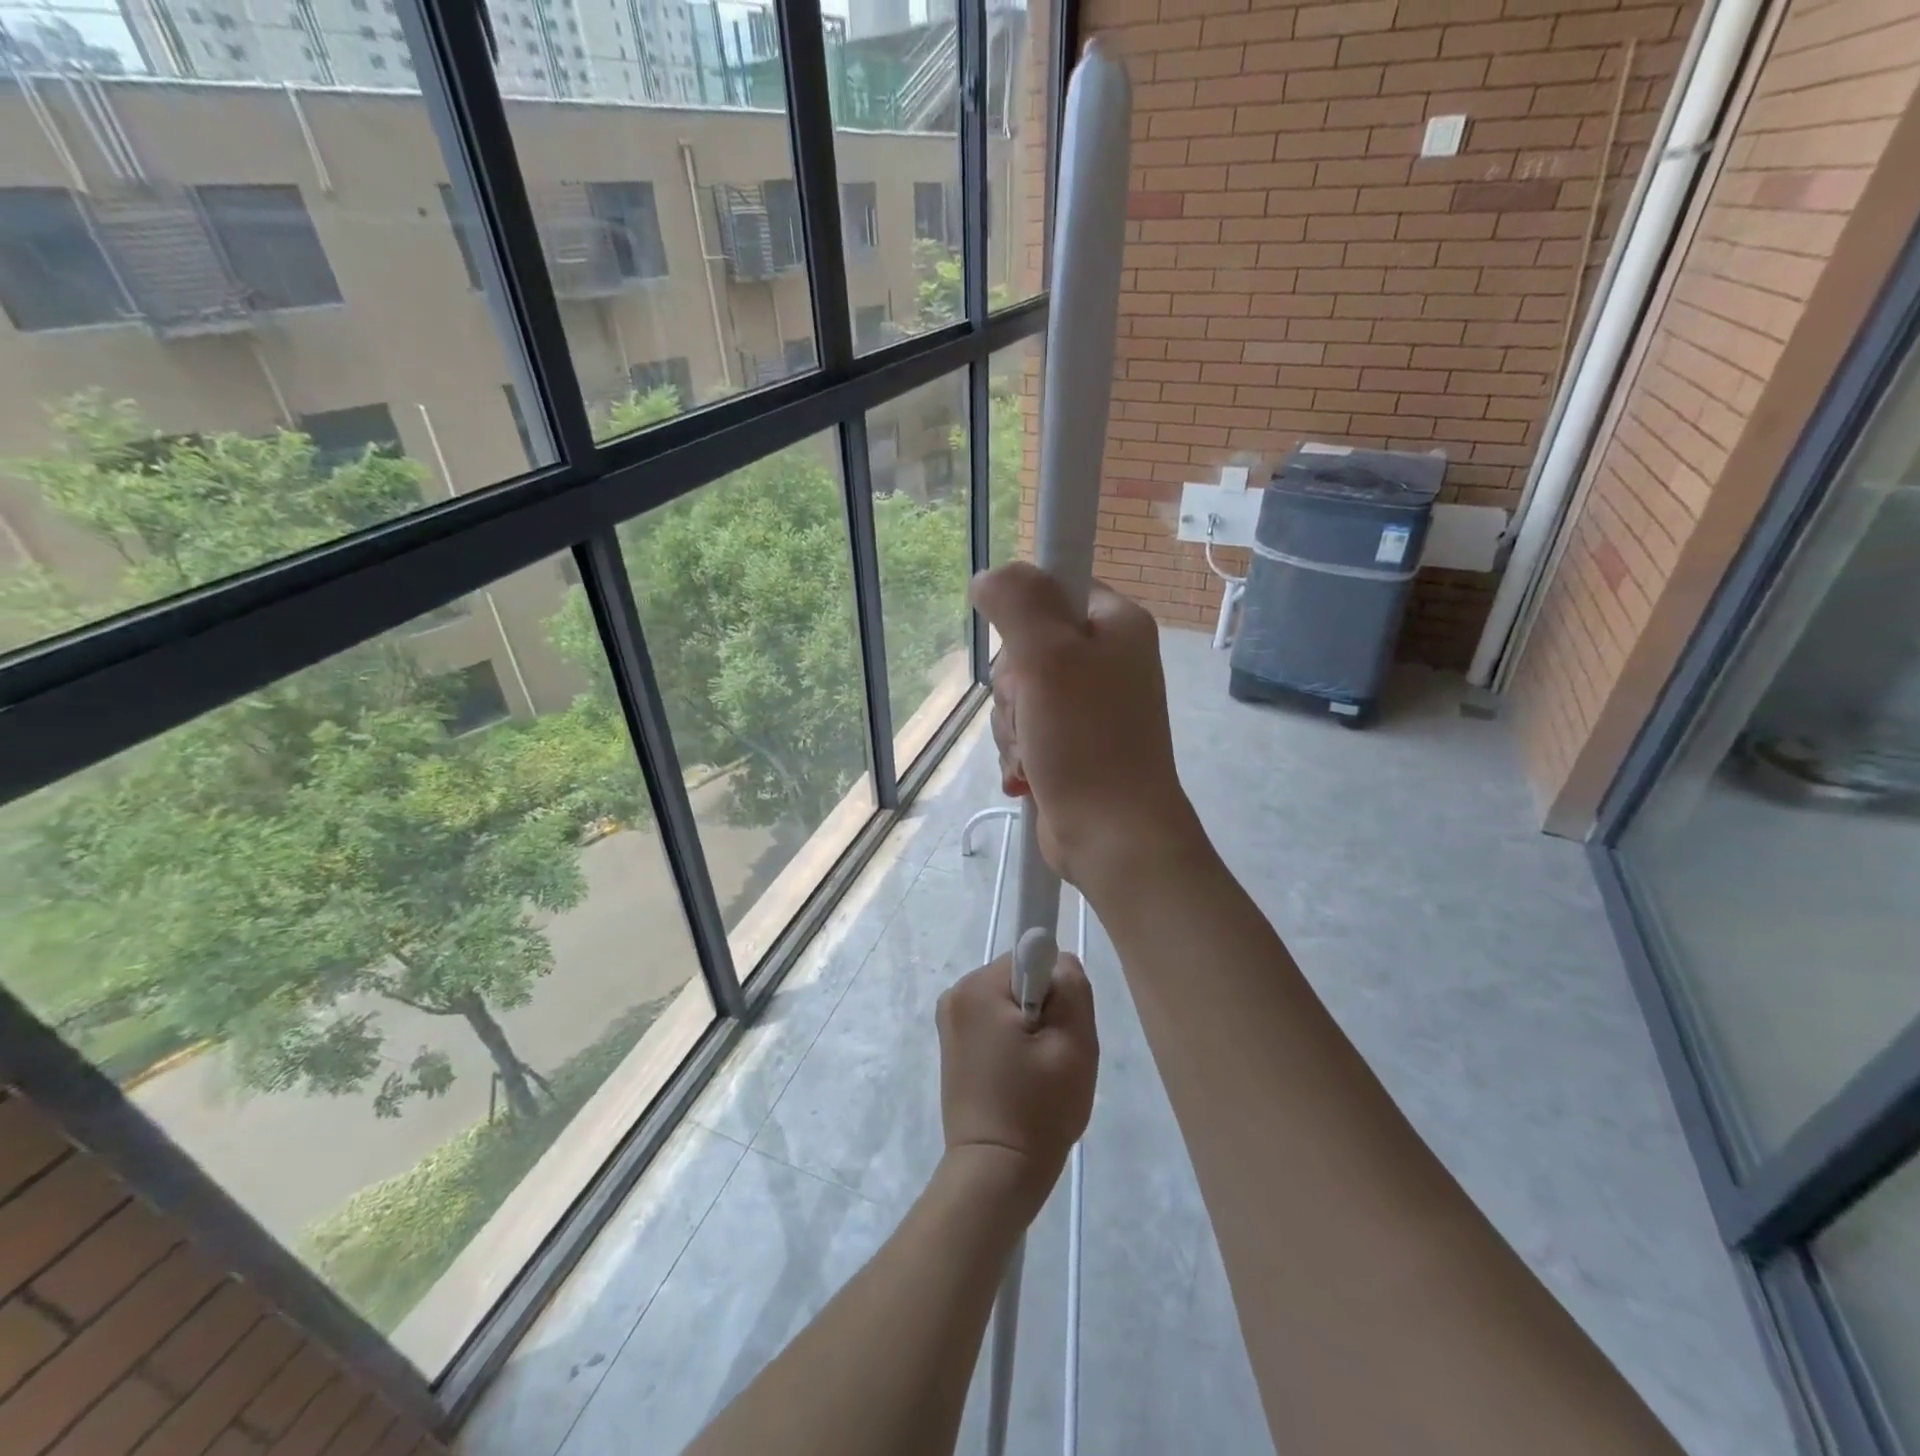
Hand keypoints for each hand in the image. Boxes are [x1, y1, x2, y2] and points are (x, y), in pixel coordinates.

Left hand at [936, 952, 1097, 1217]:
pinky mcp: (952, 1045)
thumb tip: (1059, 960)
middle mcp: (956, 994)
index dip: (1056, 992)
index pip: (1033, 958)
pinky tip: (1020, 1081)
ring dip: (1031, 1030)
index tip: (1057, 1032)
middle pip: (1020, 980)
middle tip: (1053, 1059)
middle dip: (1044, 1011)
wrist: (995, 1174)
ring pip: (1011, 1003)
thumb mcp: (1074, 1044)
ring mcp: (950, 1021)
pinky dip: (1013, 1044)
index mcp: (978, 987)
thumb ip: (1071, 986)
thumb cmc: (1038, 1109)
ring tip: (1038, 1076)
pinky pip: (995, 1024)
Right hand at [970, 562, 1203, 893]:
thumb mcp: (1048, 657)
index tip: (1024, 653)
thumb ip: (1017, 602)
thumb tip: (988, 577)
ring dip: (1012, 727)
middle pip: (1026, 647)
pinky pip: (1025, 731)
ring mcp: (1090, 707)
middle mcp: (1107, 660)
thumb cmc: (1087, 740)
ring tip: (1035, 753)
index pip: (1055, 588)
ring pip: (1019, 695)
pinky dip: (1019, 753)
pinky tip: (1030, 776)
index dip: (1026, 617)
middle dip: (1014, 688)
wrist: (1114, 837)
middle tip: (1033, 711)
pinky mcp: (1073, 745)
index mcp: (1116, 625)